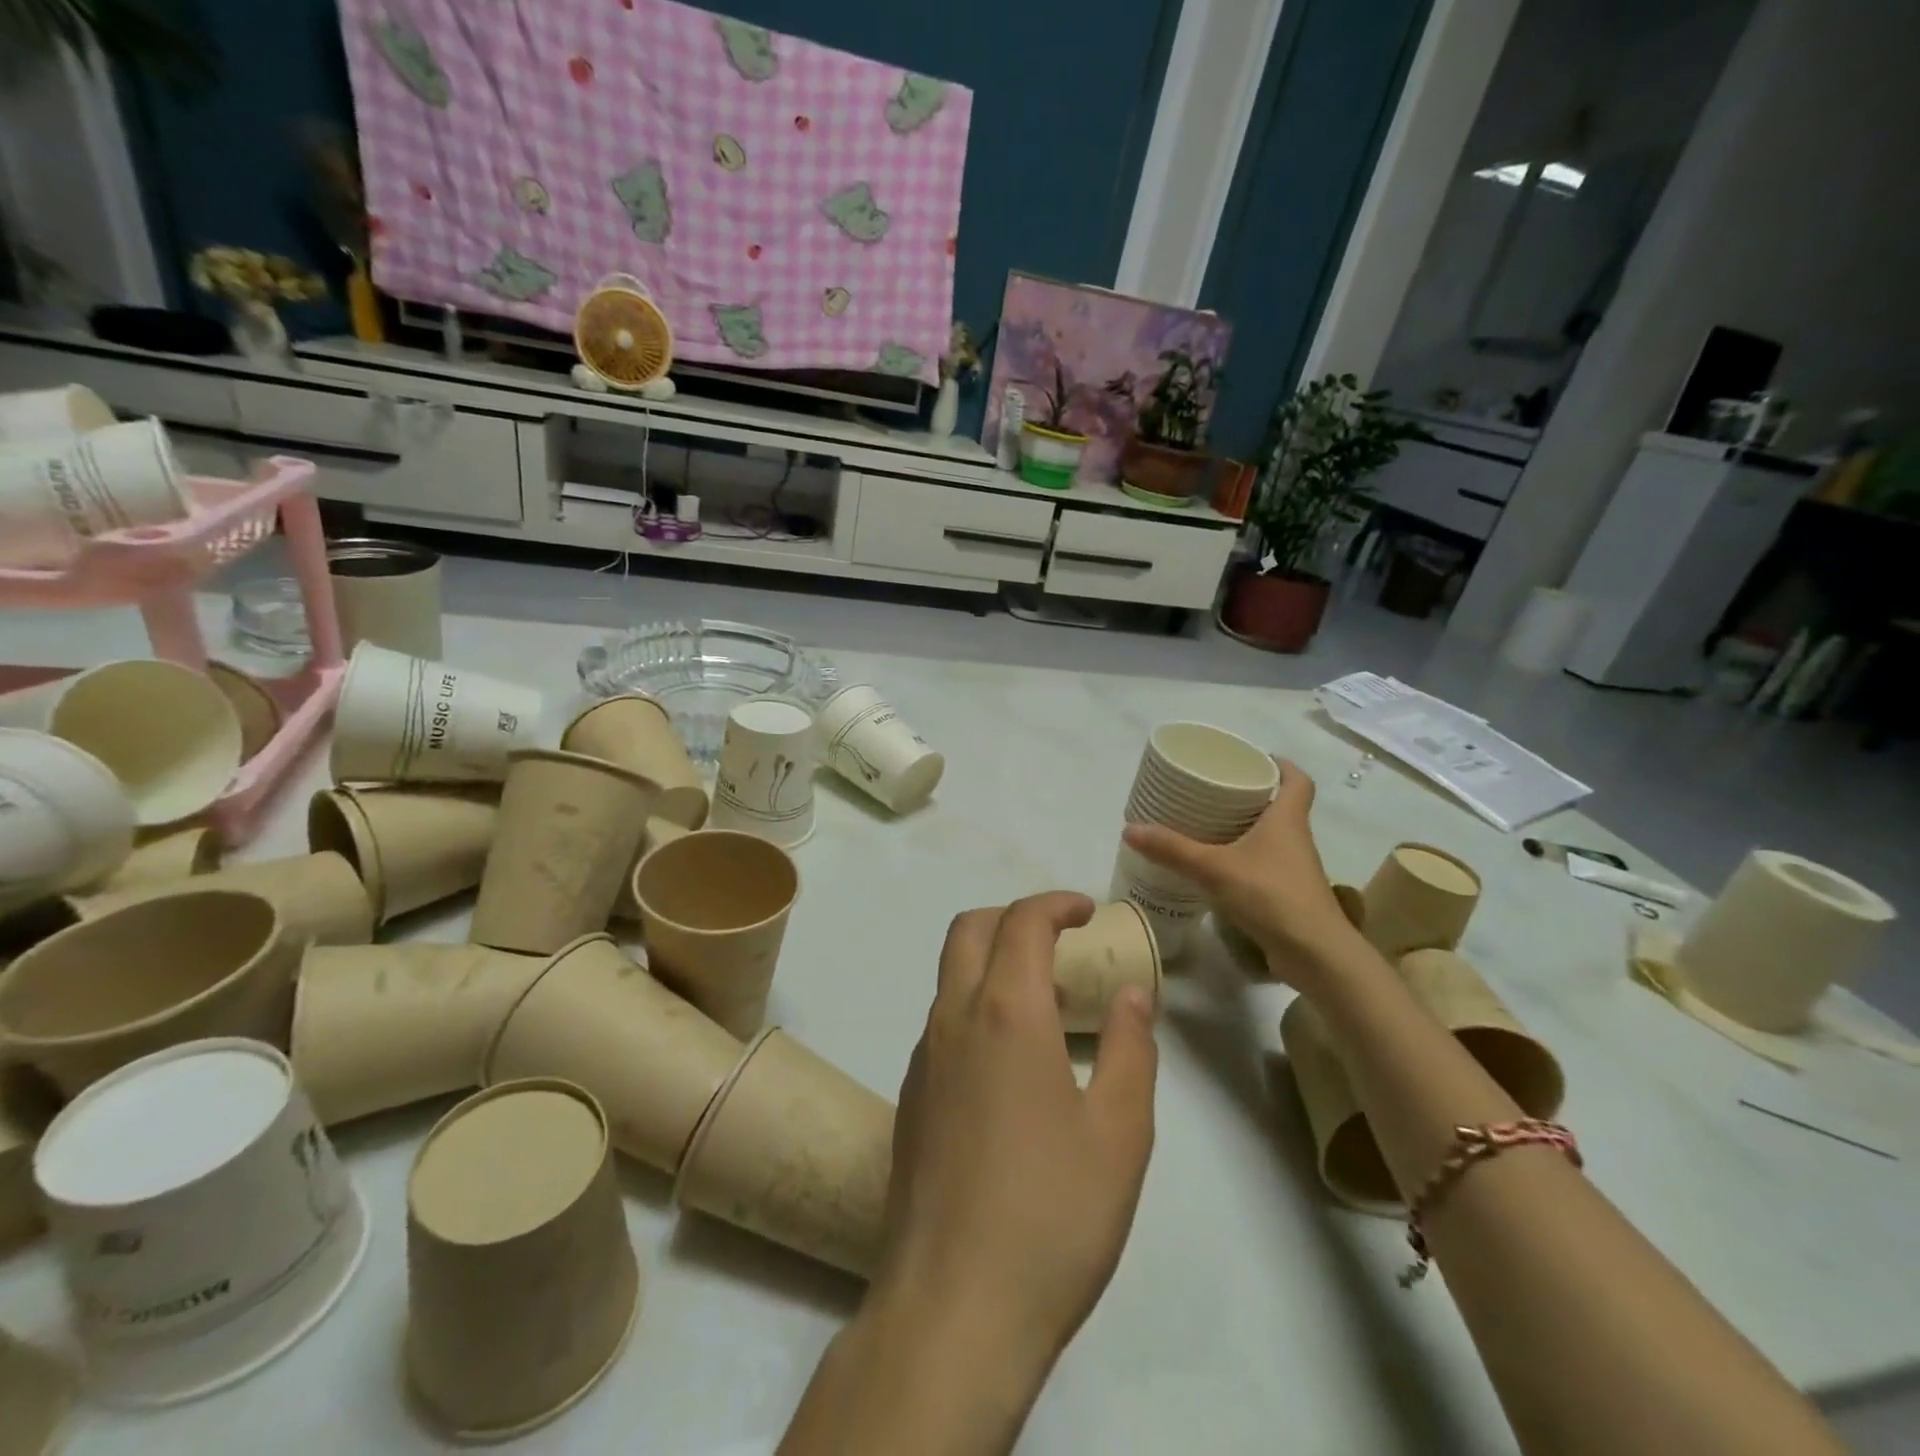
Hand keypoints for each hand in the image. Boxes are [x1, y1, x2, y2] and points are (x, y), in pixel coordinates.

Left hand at [876, 892, 1157, 1375]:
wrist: (952, 1308)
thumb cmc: (1052, 1215)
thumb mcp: (1120, 1133)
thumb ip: (1131, 1049)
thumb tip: (1131, 995)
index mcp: (1006, 1012)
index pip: (1022, 921)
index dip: (1056, 903)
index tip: (1087, 911)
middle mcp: (953, 1018)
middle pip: (970, 930)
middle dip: (1015, 917)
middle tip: (1061, 940)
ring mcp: (923, 1058)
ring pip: (951, 974)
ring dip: (993, 962)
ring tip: (1045, 1000)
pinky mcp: (911, 1097)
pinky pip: (942, 1022)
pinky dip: (976, 1006)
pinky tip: (1011, 1062)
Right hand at [1123, 759, 1360, 984]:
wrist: (1315, 954)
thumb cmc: (1271, 895)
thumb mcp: (1214, 868)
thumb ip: (1172, 850)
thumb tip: (1130, 829)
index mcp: (1286, 819)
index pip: (1297, 780)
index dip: (1280, 765)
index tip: (1253, 758)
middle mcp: (1295, 839)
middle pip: (1280, 805)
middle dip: (1251, 794)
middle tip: (1214, 789)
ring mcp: (1293, 869)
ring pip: (1271, 836)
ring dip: (1245, 828)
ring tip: (1207, 824)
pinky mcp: (1286, 894)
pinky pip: (1263, 864)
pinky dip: (1242, 859)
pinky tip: (1215, 867)